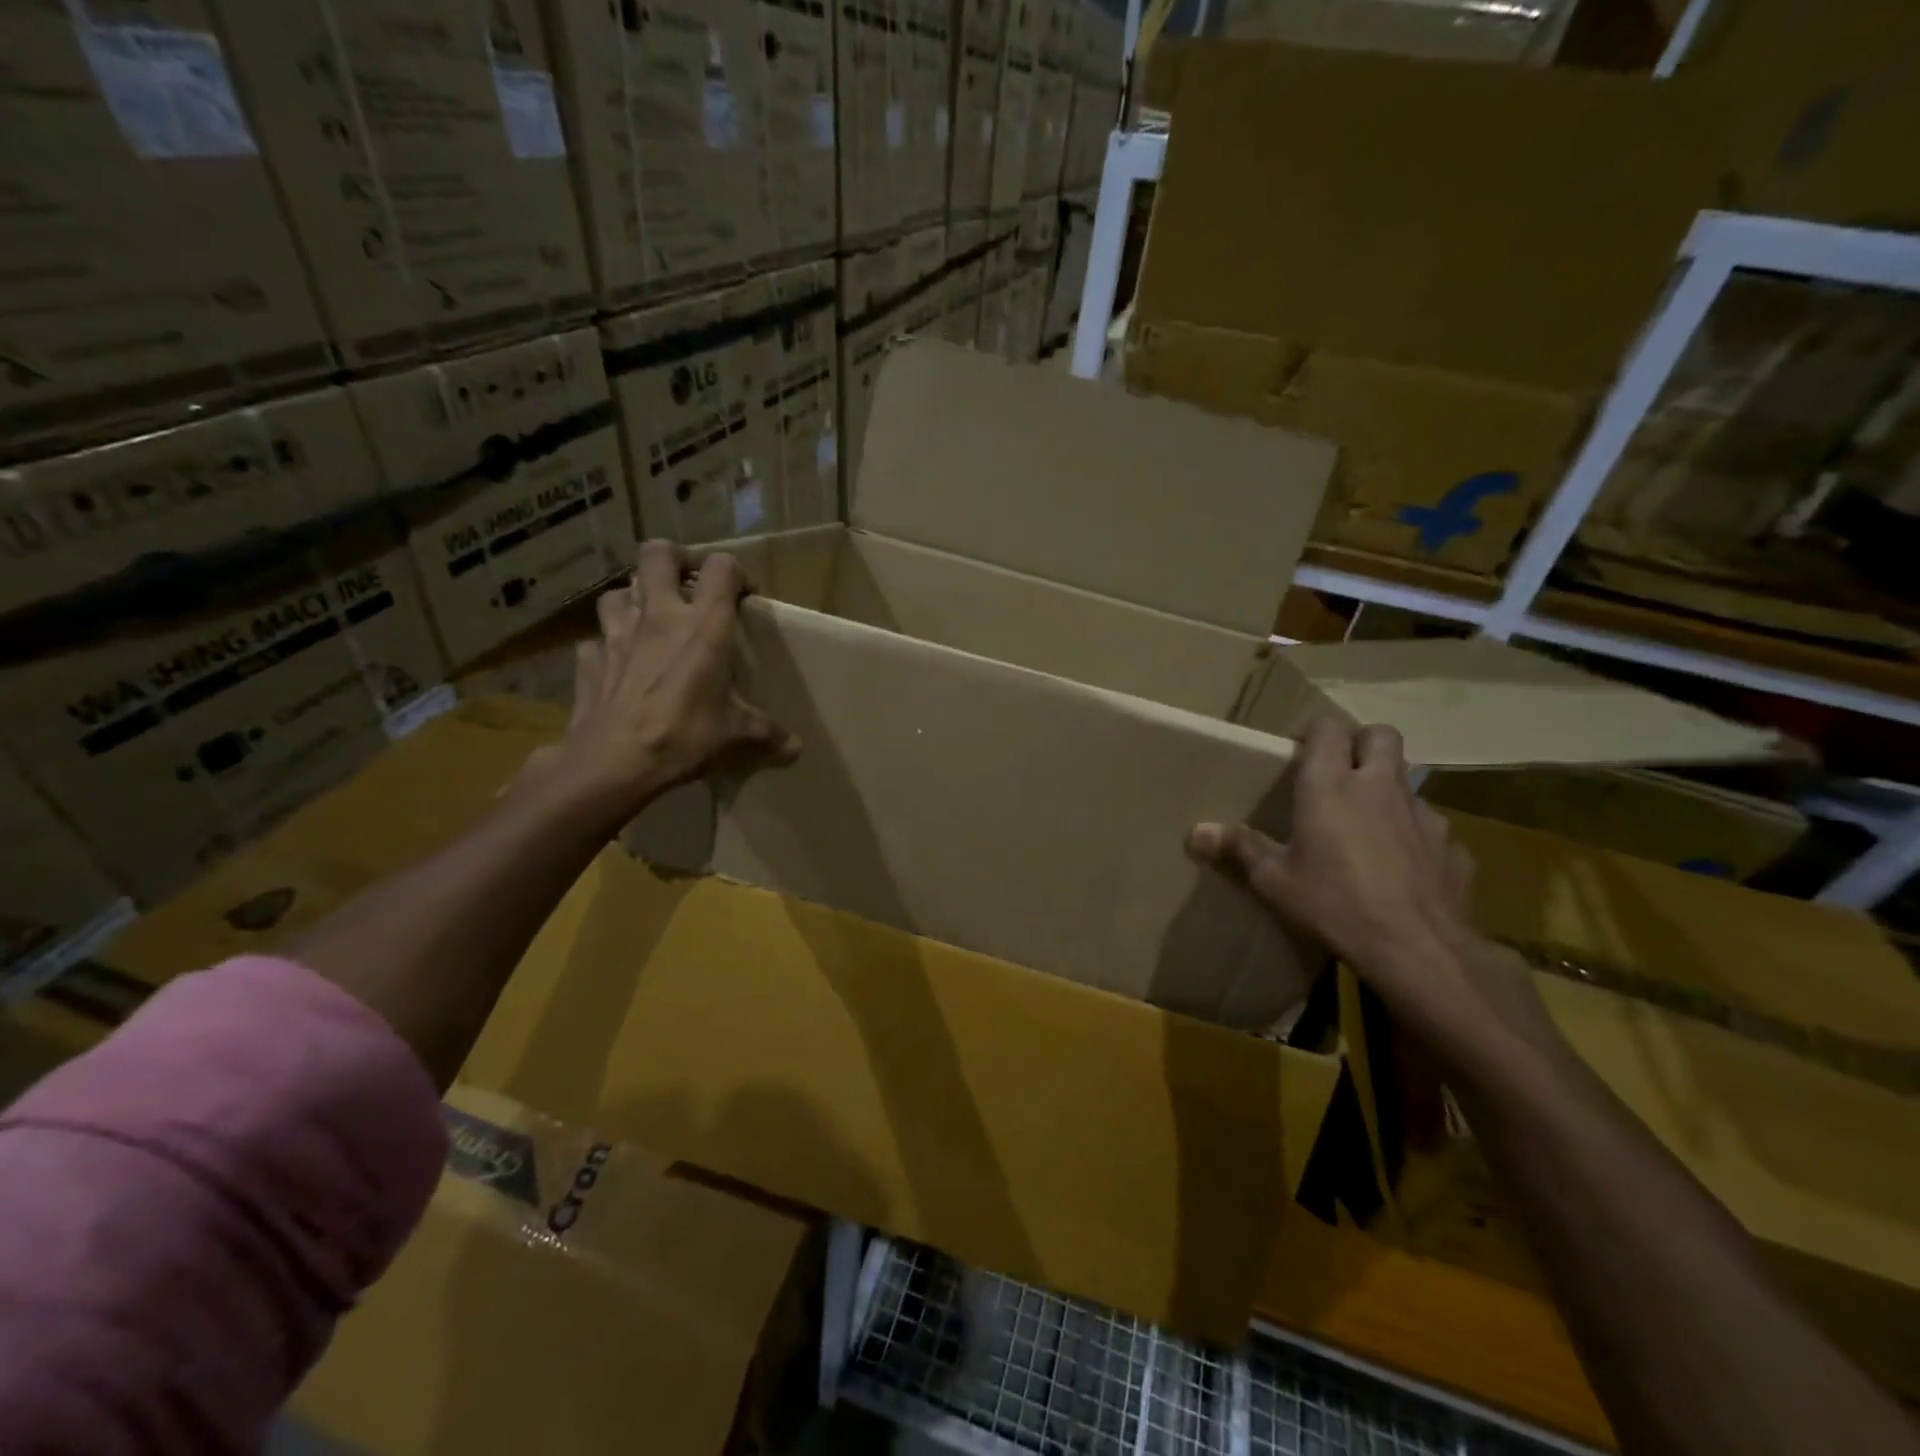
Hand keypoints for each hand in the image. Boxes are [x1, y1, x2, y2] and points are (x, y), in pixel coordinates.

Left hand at [515, 541, 797, 822]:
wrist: (614, 761)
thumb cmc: (684, 735)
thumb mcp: (735, 734)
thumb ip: (765, 732)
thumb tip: (795, 747)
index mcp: (704, 625)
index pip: (721, 567)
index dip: (734, 572)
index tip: (743, 597)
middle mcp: (659, 615)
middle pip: (658, 554)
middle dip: (675, 560)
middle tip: (689, 586)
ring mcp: (617, 633)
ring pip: (620, 590)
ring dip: (636, 598)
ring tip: (651, 621)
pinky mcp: (590, 658)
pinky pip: (597, 639)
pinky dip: (608, 646)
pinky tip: (619, 664)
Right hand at [1187, 716, 1556, 1065]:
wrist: (1418, 949)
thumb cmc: (1334, 905)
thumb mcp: (1274, 882)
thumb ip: (1239, 849)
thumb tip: (1196, 831)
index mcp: (1331, 784)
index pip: (1328, 727)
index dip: (1314, 732)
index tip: (1298, 754)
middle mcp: (1379, 786)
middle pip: (1380, 735)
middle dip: (1361, 743)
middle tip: (1339, 773)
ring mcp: (1422, 813)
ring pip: (1407, 780)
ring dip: (1387, 790)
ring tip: (1367, 825)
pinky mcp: (1452, 845)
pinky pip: (1431, 826)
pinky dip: (1414, 835)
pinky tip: (1402, 866)